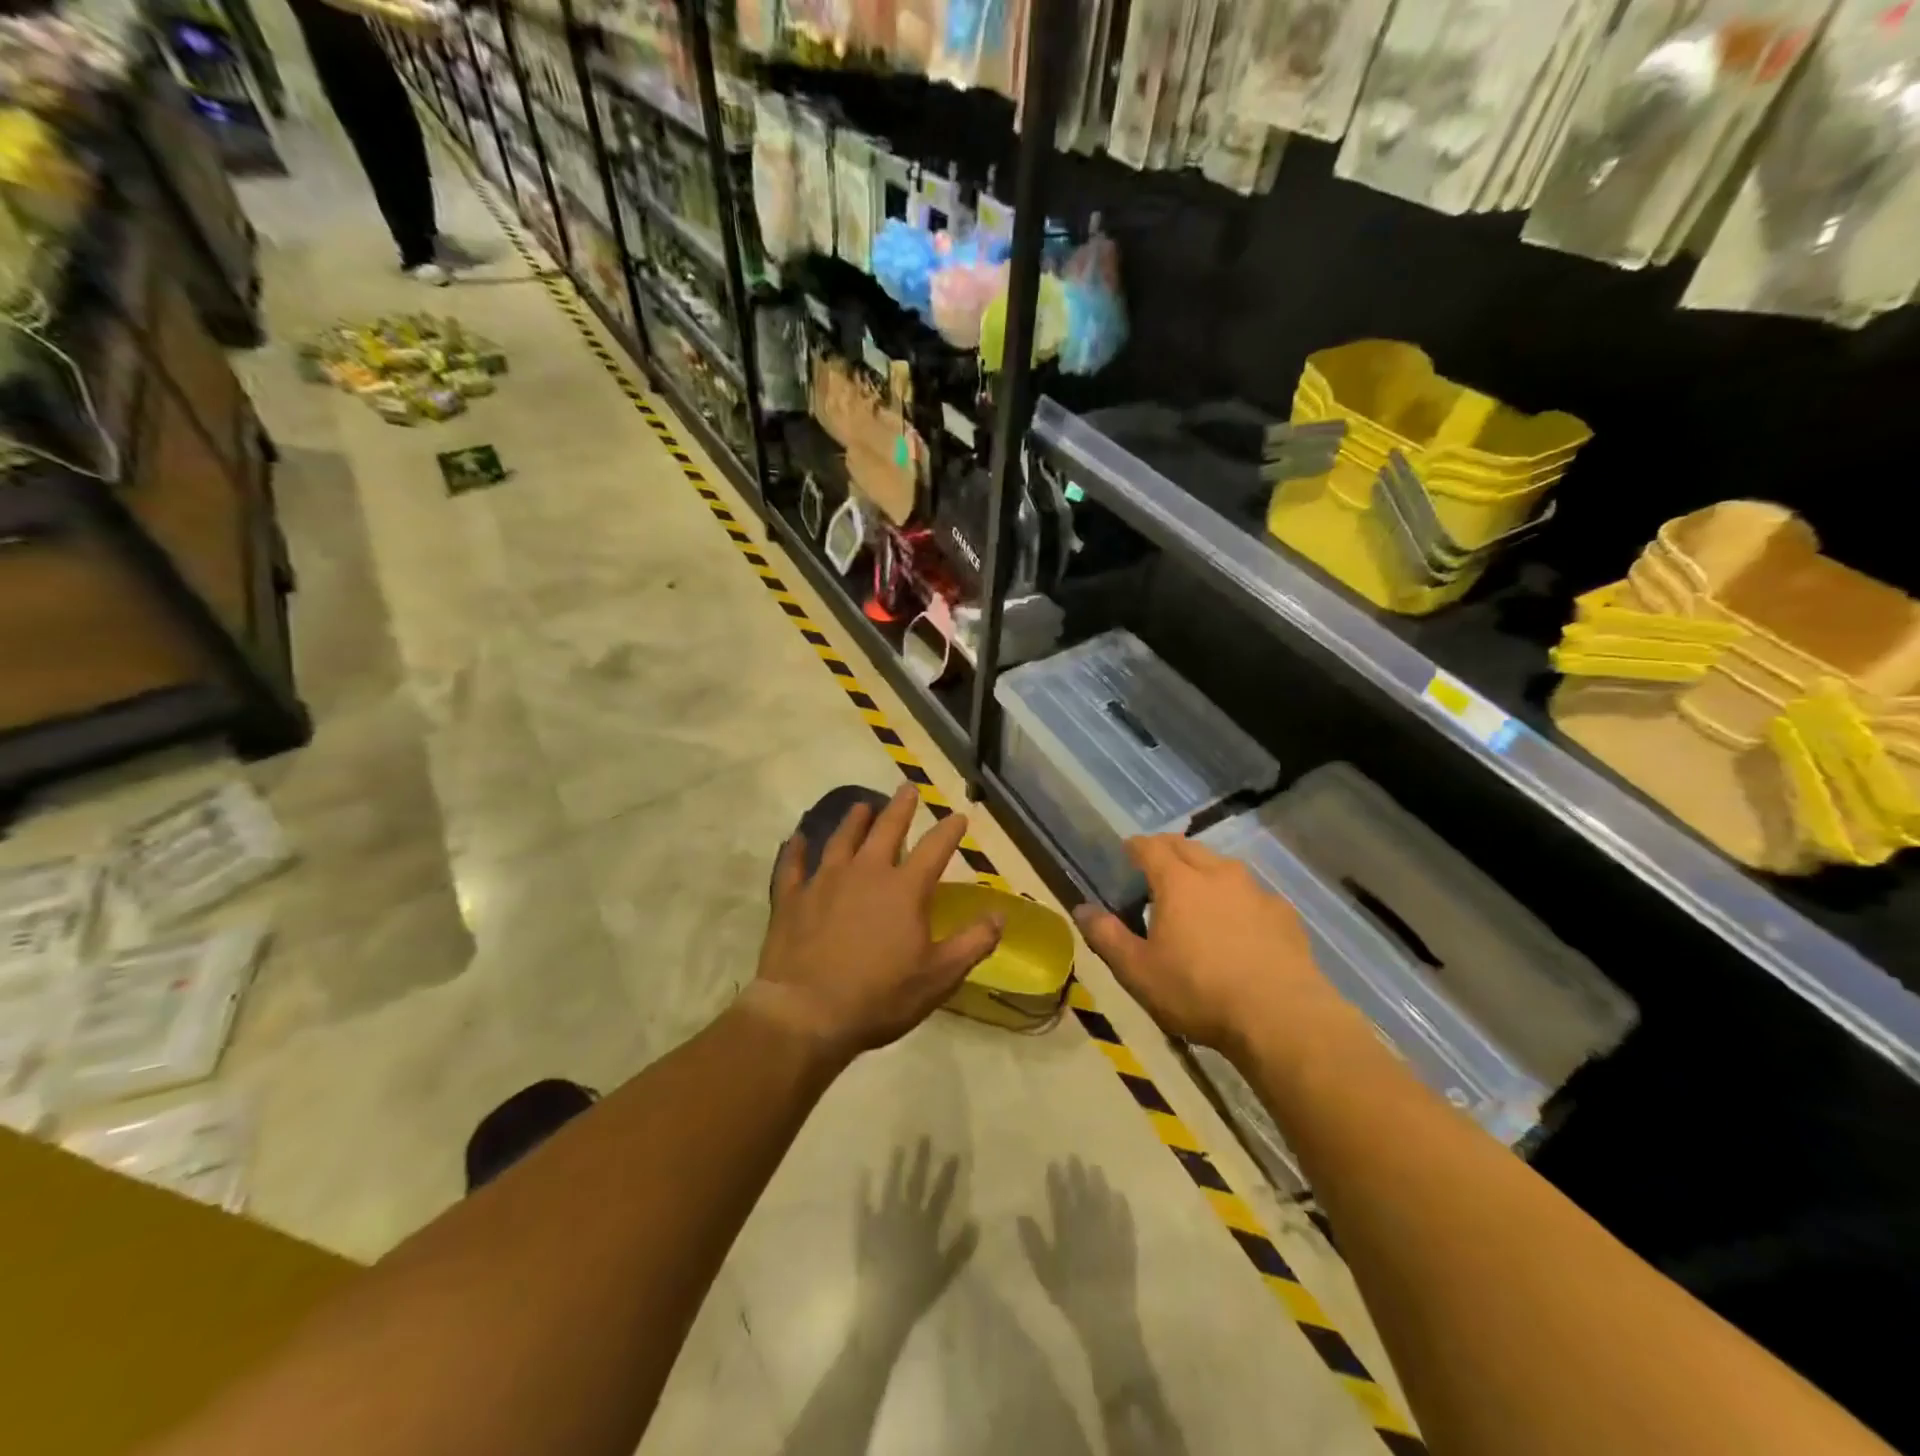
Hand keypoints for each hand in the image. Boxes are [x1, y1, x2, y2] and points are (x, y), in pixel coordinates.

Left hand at [751, 786, 1002, 1059]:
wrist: (806, 1013)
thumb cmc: (880, 996)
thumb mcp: (939, 976)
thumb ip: (973, 943)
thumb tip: (1000, 915)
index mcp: (904, 889)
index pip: (935, 848)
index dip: (949, 830)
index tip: (959, 815)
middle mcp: (865, 873)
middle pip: (885, 830)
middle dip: (900, 808)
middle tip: (907, 789)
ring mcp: (824, 881)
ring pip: (841, 839)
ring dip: (853, 820)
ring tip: (861, 805)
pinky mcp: (792, 898)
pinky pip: (793, 865)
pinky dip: (796, 850)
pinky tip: (797, 838)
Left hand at [855, 1140, 977, 1339]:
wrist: (883, 1310)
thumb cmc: (917, 1294)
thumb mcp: (945, 1274)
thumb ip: (961, 1248)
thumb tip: (976, 1221)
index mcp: (926, 1226)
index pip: (940, 1194)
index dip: (948, 1174)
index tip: (954, 1153)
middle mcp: (905, 1216)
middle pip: (915, 1183)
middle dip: (921, 1159)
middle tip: (923, 1136)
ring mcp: (883, 1220)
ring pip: (891, 1186)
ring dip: (895, 1166)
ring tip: (898, 1147)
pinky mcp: (865, 1229)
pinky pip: (863, 1204)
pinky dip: (863, 1188)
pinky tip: (862, 1172)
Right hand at [1018, 1158, 1136, 1338]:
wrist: (1106, 1318)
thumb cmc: (1070, 1295)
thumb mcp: (1044, 1271)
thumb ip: (1033, 1242)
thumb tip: (1021, 1215)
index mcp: (1067, 1229)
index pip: (1060, 1197)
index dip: (1056, 1179)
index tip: (1054, 1162)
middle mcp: (1089, 1224)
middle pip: (1083, 1194)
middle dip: (1077, 1174)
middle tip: (1075, 1156)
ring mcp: (1110, 1232)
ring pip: (1103, 1201)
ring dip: (1099, 1183)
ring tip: (1096, 1168)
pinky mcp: (1127, 1244)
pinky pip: (1125, 1219)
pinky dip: (1121, 1206)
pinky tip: (1120, 1195)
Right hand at [1073, 836, 1338, 1054]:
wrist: (1281, 1018)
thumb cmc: (1198, 991)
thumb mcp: (1138, 971)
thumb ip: (1106, 936)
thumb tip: (1081, 909)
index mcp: (1178, 882)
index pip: (1150, 847)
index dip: (1135, 847)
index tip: (1127, 852)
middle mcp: (1218, 874)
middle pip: (1187, 847)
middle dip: (1168, 850)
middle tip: (1155, 867)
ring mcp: (1256, 892)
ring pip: (1223, 867)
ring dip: (1205, 872)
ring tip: (1197, 894)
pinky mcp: (1284, 915)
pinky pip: (1253, 895)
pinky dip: (1238, 900)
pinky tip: (1239, 926)